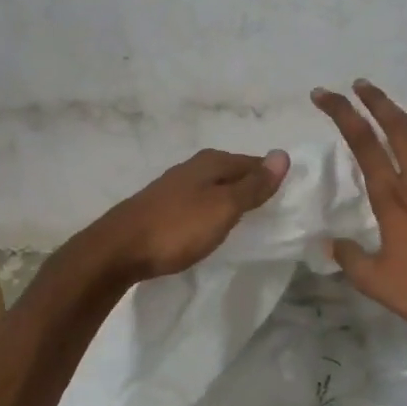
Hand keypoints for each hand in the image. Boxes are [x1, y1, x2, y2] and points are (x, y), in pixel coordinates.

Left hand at [89, 147, 290, 282]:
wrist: (118, 250)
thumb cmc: (177, 228)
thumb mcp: (223, 207)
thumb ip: (253, 185)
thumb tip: (282, 155)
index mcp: (211, 162)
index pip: (253, 162)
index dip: (271, 177)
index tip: (288, 198)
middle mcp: (192, 167)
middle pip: (233, 173)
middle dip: (251, 187)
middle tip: (271, 212)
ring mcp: (174, 187)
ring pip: (214, 188)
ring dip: (230, 200)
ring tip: (246, 221)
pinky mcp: (161, 207)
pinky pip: (198, 203)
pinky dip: (211, 211)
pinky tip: (211, 226)